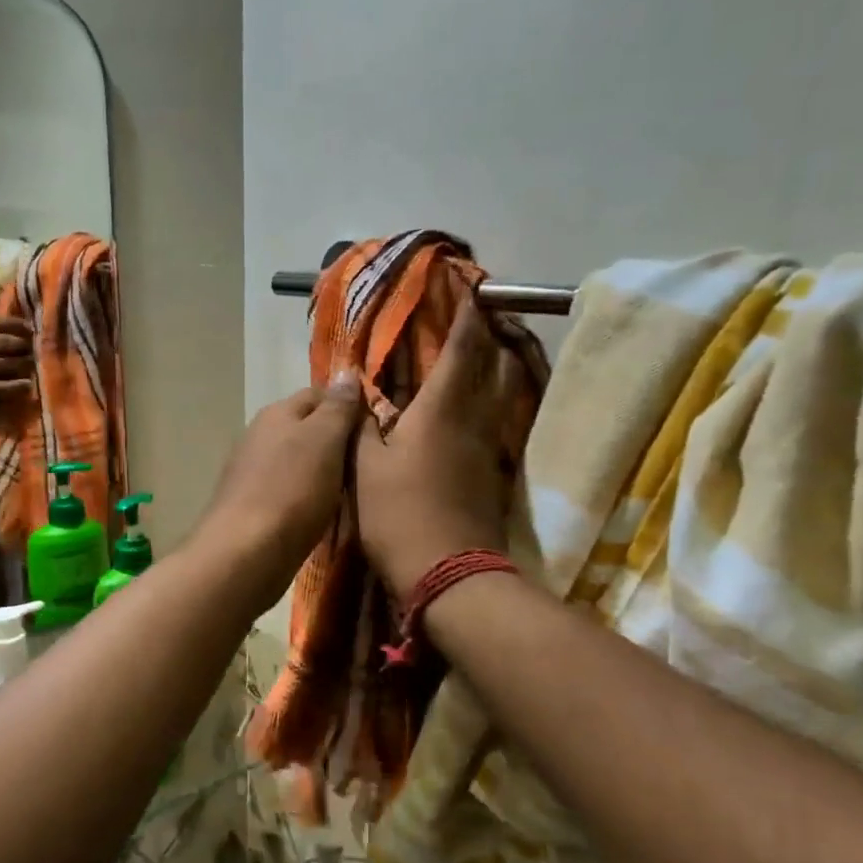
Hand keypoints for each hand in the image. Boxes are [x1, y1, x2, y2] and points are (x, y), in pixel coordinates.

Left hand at [194, 373, 365, 606]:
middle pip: (306, 428)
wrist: (246, 552)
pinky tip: (321, 511)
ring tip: (351, 488)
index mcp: (277, 413)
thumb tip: (346, 373)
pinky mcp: (251, 506)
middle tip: (369, 461)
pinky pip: (287, 490)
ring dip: (321, 470)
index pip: (319, 394)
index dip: (349, 405)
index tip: (377, 427)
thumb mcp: (325, 440)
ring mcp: (251, 472)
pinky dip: (306, 495)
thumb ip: (337, 407)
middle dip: (335, 440)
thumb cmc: (293, 490)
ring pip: (296, 460)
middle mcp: (259, 435)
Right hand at [356, 295, 517, 595]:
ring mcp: (490, 448)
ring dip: (502, 365)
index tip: (471, 287)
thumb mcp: (365, 469)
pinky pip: (499, 421)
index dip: (467, 315)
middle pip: (497, 365)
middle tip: (487, 314)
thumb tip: (356, 393)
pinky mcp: (495, 474)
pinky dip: (495, 401)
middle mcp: (474, 420)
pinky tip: (480, 406)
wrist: (450, 574)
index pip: (462, 349)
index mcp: (441, 410)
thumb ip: (361, 426)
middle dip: (494, 334)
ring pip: (505, 393)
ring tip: (491, 350)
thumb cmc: (400, 515)